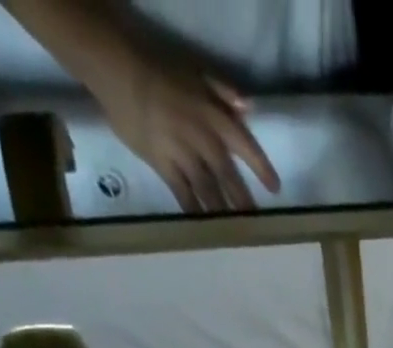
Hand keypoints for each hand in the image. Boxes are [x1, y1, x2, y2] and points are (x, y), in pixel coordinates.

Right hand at [96, 51, 280, 211]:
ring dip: (223, 212)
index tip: (275, 189)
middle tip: (257, 223)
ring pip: (209, 190)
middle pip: (228, 177)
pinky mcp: (162, 165)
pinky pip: (182, 193)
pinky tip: (204, 227)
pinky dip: (194, 211)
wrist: (117, 70)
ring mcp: (182, 155)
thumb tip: (250, 108)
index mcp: (214, 117)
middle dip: (243, 201)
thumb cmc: (160, 70)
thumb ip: (224, 91)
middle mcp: (202, 140)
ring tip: (235, 232)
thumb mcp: (197, 72)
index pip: (245, 146)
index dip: (261, 168)